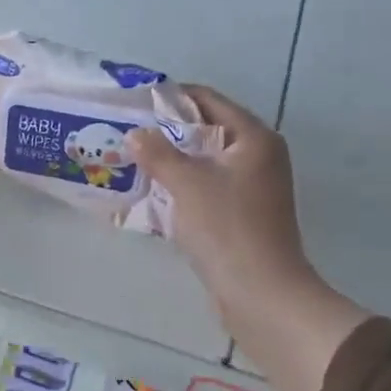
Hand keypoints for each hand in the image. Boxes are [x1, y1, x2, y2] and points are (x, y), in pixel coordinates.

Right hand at [128, 86, 369, 390]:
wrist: (260, 292)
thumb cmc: (226, 228)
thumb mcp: (186, 184)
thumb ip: (157, 153)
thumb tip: (136, 133)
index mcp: (254, 138)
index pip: (209, 100)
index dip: (172, 98)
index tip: (136, 102)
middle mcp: (260, 156)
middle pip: (208, 130)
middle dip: (168, 131)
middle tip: (129, 132)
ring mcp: (254, 187)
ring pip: (206, 161)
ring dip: (174, 160)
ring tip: (134, 160)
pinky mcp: (245, 214)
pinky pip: (209, 187)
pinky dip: (184, 185)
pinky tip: (154, 192)